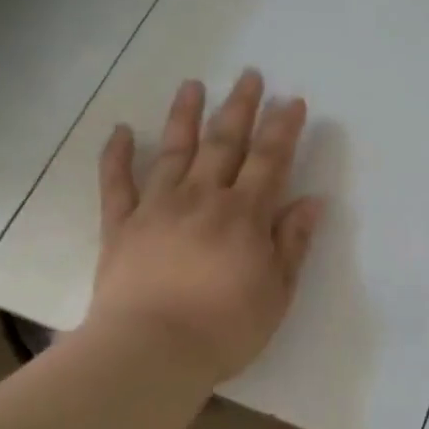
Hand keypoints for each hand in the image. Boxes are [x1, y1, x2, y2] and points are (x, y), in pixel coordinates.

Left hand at [82, 71, 323, 383]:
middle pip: (224, 143)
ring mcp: (157, 207)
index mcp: (244, 215)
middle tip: (248, 76)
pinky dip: (117, 154)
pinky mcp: (120, 226)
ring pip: (174, 150)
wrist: (151, 352)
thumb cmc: (224, 328)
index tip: (292, 101)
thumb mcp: (277, 292)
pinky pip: (116, 183)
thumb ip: (293, 243)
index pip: (269, 160)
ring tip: (192, 84)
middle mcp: (202, 198)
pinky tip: (120, 130)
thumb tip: (312, 202)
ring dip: (185, 115)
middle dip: (240, 107)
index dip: (283, 128)